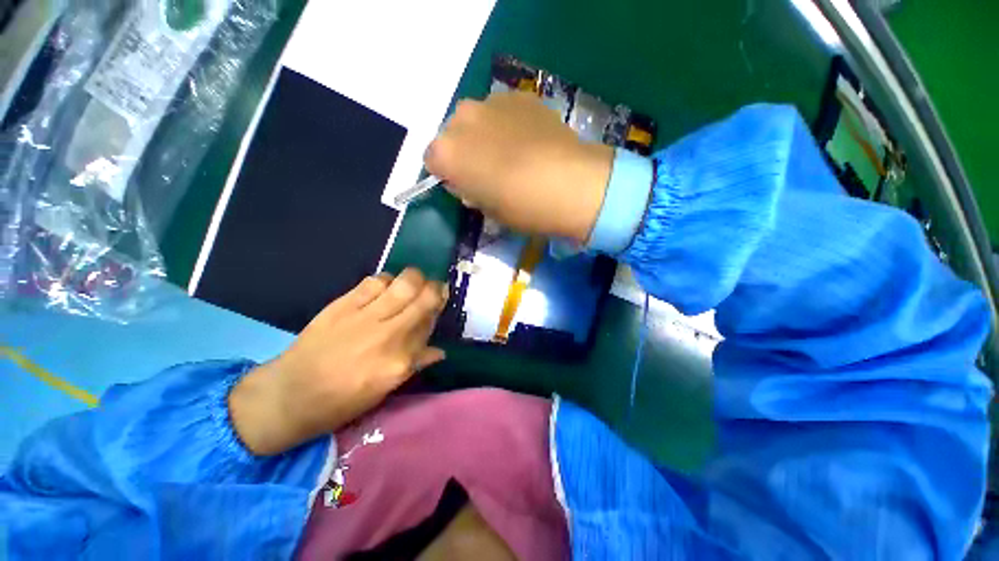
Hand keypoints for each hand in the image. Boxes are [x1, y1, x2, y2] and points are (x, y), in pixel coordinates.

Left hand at [229, 269, 447, 455]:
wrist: (289, 395)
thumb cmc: (342, 401)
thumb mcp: (386, 390)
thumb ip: (416, 364)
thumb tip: (439, 351)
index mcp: (400, 361)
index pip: (432, 323)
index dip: (440, 307)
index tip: (441, 301)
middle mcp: (388, 335)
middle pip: (424, 298)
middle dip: (436, 287)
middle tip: (434, 288)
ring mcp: (365, 317)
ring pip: (403, 283)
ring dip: (414, 279)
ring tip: (411, 284)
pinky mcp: (342, 305)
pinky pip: (375, 281)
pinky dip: (387, 280)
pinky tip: (385, 288)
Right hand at [425, 91, 613, 243]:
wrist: (569, 183)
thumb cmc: (522, 206)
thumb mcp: (487, 210)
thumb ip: (470, 191)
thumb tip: (470, 183)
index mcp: (446, 152)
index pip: (431, 161)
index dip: (447, 175)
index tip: (465, 186)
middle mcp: (461, 119)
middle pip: (452, 135)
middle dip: (464, 152)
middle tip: (488, 171)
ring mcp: (491, 102)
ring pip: (477, 121)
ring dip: (485, 136)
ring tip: (512, 155)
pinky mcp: (519, 96)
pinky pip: (502, 112)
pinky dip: (508, 125)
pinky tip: (529, 142)